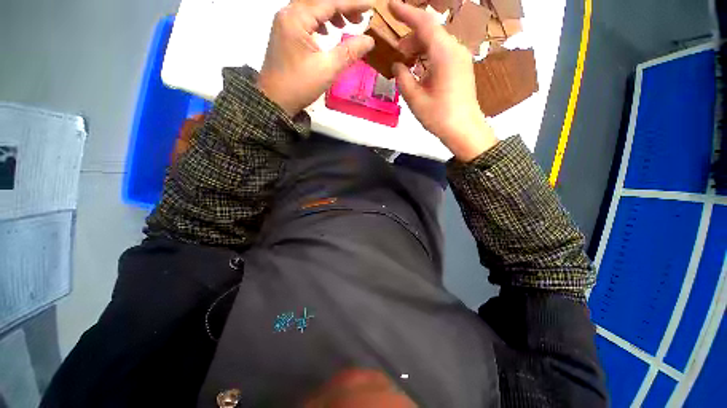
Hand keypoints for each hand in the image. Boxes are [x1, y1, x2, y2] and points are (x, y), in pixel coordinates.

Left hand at [258, 0, 375, 116]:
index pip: (329, 2)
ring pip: (312, 8)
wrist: (275, 101)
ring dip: (331, 13)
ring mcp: (284, 23)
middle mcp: (288, 13)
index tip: (370, 7)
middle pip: (319, 0)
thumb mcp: (327, 69)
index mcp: (296, 18)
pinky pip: (305, 18)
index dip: (352, 4)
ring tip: (346, 26)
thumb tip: (369, 40)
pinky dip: (320, 21)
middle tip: (359, 18)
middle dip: (342, 6)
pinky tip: (327, 32)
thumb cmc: (299, 85)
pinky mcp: (285, 33)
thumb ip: (349, 52)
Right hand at [389, 0, 497, 161]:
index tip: (390, 7)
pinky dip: (428, 55)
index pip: (424, 23)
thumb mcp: (415, 99)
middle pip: (431, 32)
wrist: (464, 130)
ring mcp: (461, 58)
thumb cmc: (439, 116)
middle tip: (396, 53)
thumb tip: (397, 65)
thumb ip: (403, 78)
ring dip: (419, 47)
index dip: (406, 13)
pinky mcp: (462, 67)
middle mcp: (455, 50)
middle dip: (411, 38)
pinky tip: (419, 69)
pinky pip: (443, 52)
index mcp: (444, 54)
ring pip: (437, 42)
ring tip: (405, 62)